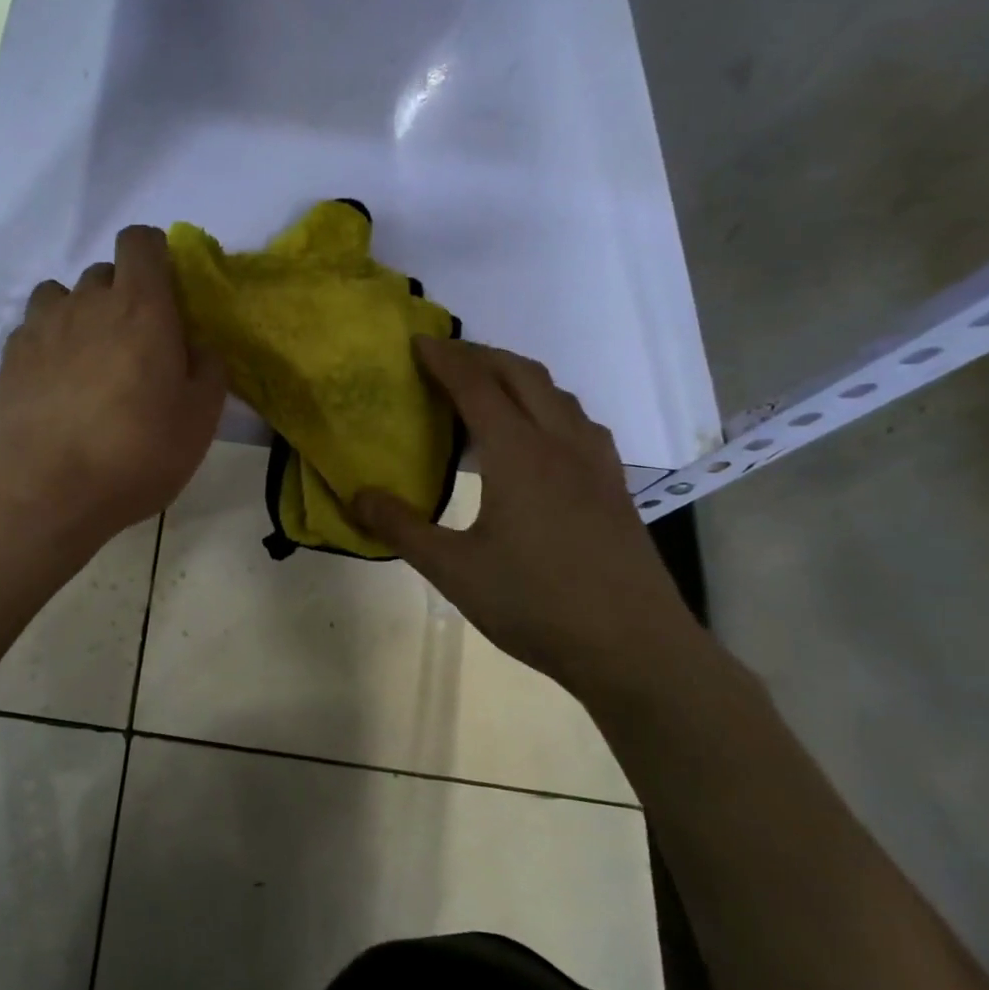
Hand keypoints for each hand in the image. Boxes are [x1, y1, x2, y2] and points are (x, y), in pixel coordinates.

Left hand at [0, 226, 225, 546]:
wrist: (43, 493)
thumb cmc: (134, 454)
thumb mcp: (199, 420)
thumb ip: (208, 370)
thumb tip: (195, 346)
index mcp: (139, 307)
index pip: (141, 241)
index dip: (155, 256)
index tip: (165, 294)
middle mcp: (85, 303)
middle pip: (104, 272)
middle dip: (122, 295)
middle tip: (134, 346)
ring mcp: (39, 328)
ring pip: (61, 296)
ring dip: (79, 315)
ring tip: (88, 362)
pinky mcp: (8, 358)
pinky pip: (33, 331)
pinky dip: (48, 345)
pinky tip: (54, 387)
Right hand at [353, 338, 708, 699]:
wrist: (632, 648)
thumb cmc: (534, 603)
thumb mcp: (452, 569)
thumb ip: (401, 528)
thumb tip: (356, 495)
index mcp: (519, 455)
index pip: (477, 387)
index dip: (445, 360)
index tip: (418, 341)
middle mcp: (562, 445)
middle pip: (523, 376)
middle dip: (482, 355)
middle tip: (446, 356)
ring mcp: (596, 465)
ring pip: (558, 396)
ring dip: (519, 378)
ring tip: (488, 388)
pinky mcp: (614, 488)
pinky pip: (578, 423)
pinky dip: (548, 407)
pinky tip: (539, 437)